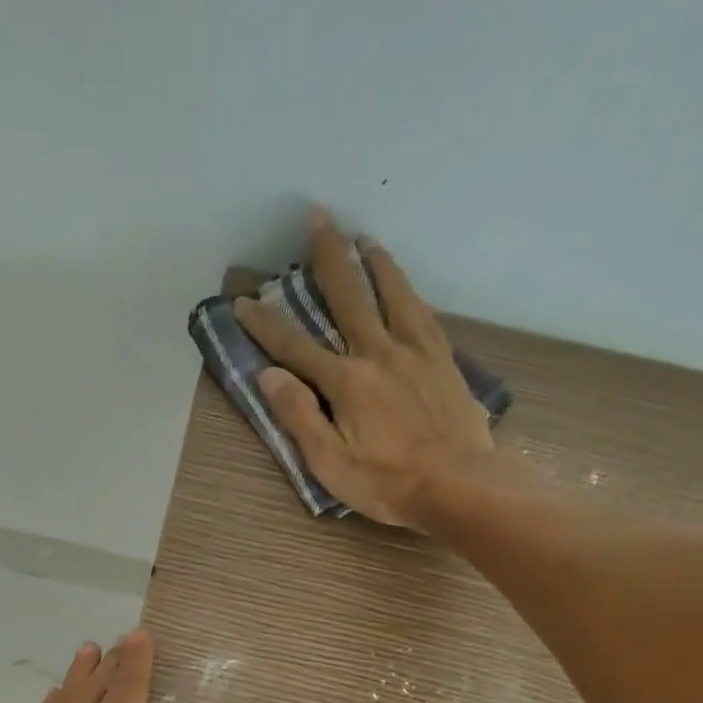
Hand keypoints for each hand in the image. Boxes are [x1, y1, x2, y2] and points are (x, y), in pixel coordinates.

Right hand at [233, 212, 496, 526]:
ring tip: (363, 238)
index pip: (295, 347)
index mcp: (345, 382)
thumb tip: (269, 375)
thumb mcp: (330, 464)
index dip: (266, 324)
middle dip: (327, 257)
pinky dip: (408, 291)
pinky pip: (423, 313)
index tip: (243, 301)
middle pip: (348, 297)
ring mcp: (415, 352)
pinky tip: (404, 285)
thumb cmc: (388, 484)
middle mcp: (378, 353)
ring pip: (391, 294)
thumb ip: (299, 417)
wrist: (458, 485)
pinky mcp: (443, 361)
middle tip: (316, 218)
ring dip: (374, 263)